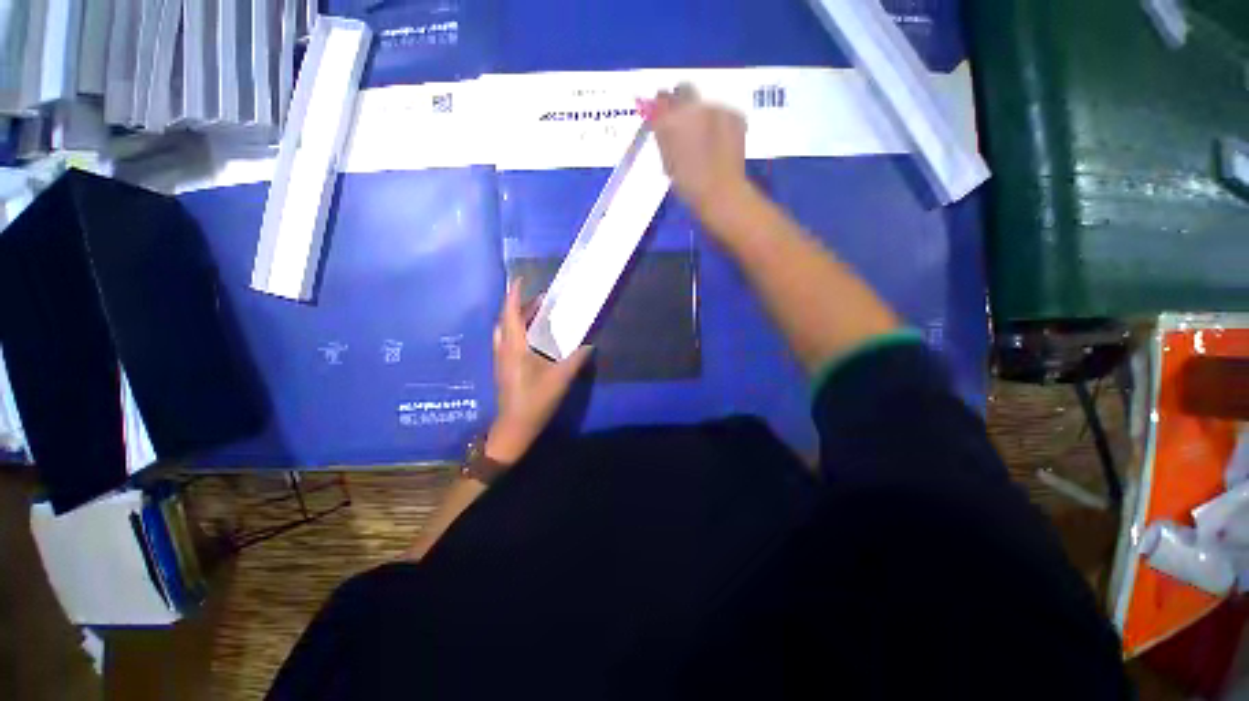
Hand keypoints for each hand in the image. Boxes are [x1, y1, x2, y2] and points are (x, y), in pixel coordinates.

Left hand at [485, 280, 593, 464]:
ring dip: (517, 318)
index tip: (520, 279)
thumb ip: (576, 359)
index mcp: (515, 347)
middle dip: (520, 305)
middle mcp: (504, 349)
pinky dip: (517, 331)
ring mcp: (501, 359)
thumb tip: (589, 344)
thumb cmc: (536, 400)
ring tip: (536, 315)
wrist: (514, 427)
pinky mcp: (503, 368)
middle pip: (507, 319)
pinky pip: (507, 340)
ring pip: (505, 330)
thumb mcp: (561, 378)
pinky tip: (532, 338)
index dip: (514, 294)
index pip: (511, 313)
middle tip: (540, 300)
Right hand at [650, 85, 751, 223]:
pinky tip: (720, 141)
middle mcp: (692, 106)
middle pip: (684, 90)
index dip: (662, 107)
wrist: (721, 191)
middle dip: (682, 101)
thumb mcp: (667, 161)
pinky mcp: (734, 114)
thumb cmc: (688, 184)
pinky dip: (719, 122)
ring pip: (705, 103)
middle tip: (684, 122)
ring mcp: (716, 107)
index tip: (663, 115)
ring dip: (702, 114)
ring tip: (705, 139)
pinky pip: (723, 112)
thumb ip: (663, 136)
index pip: (661, 99)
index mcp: (669, 119)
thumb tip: (660, 121)